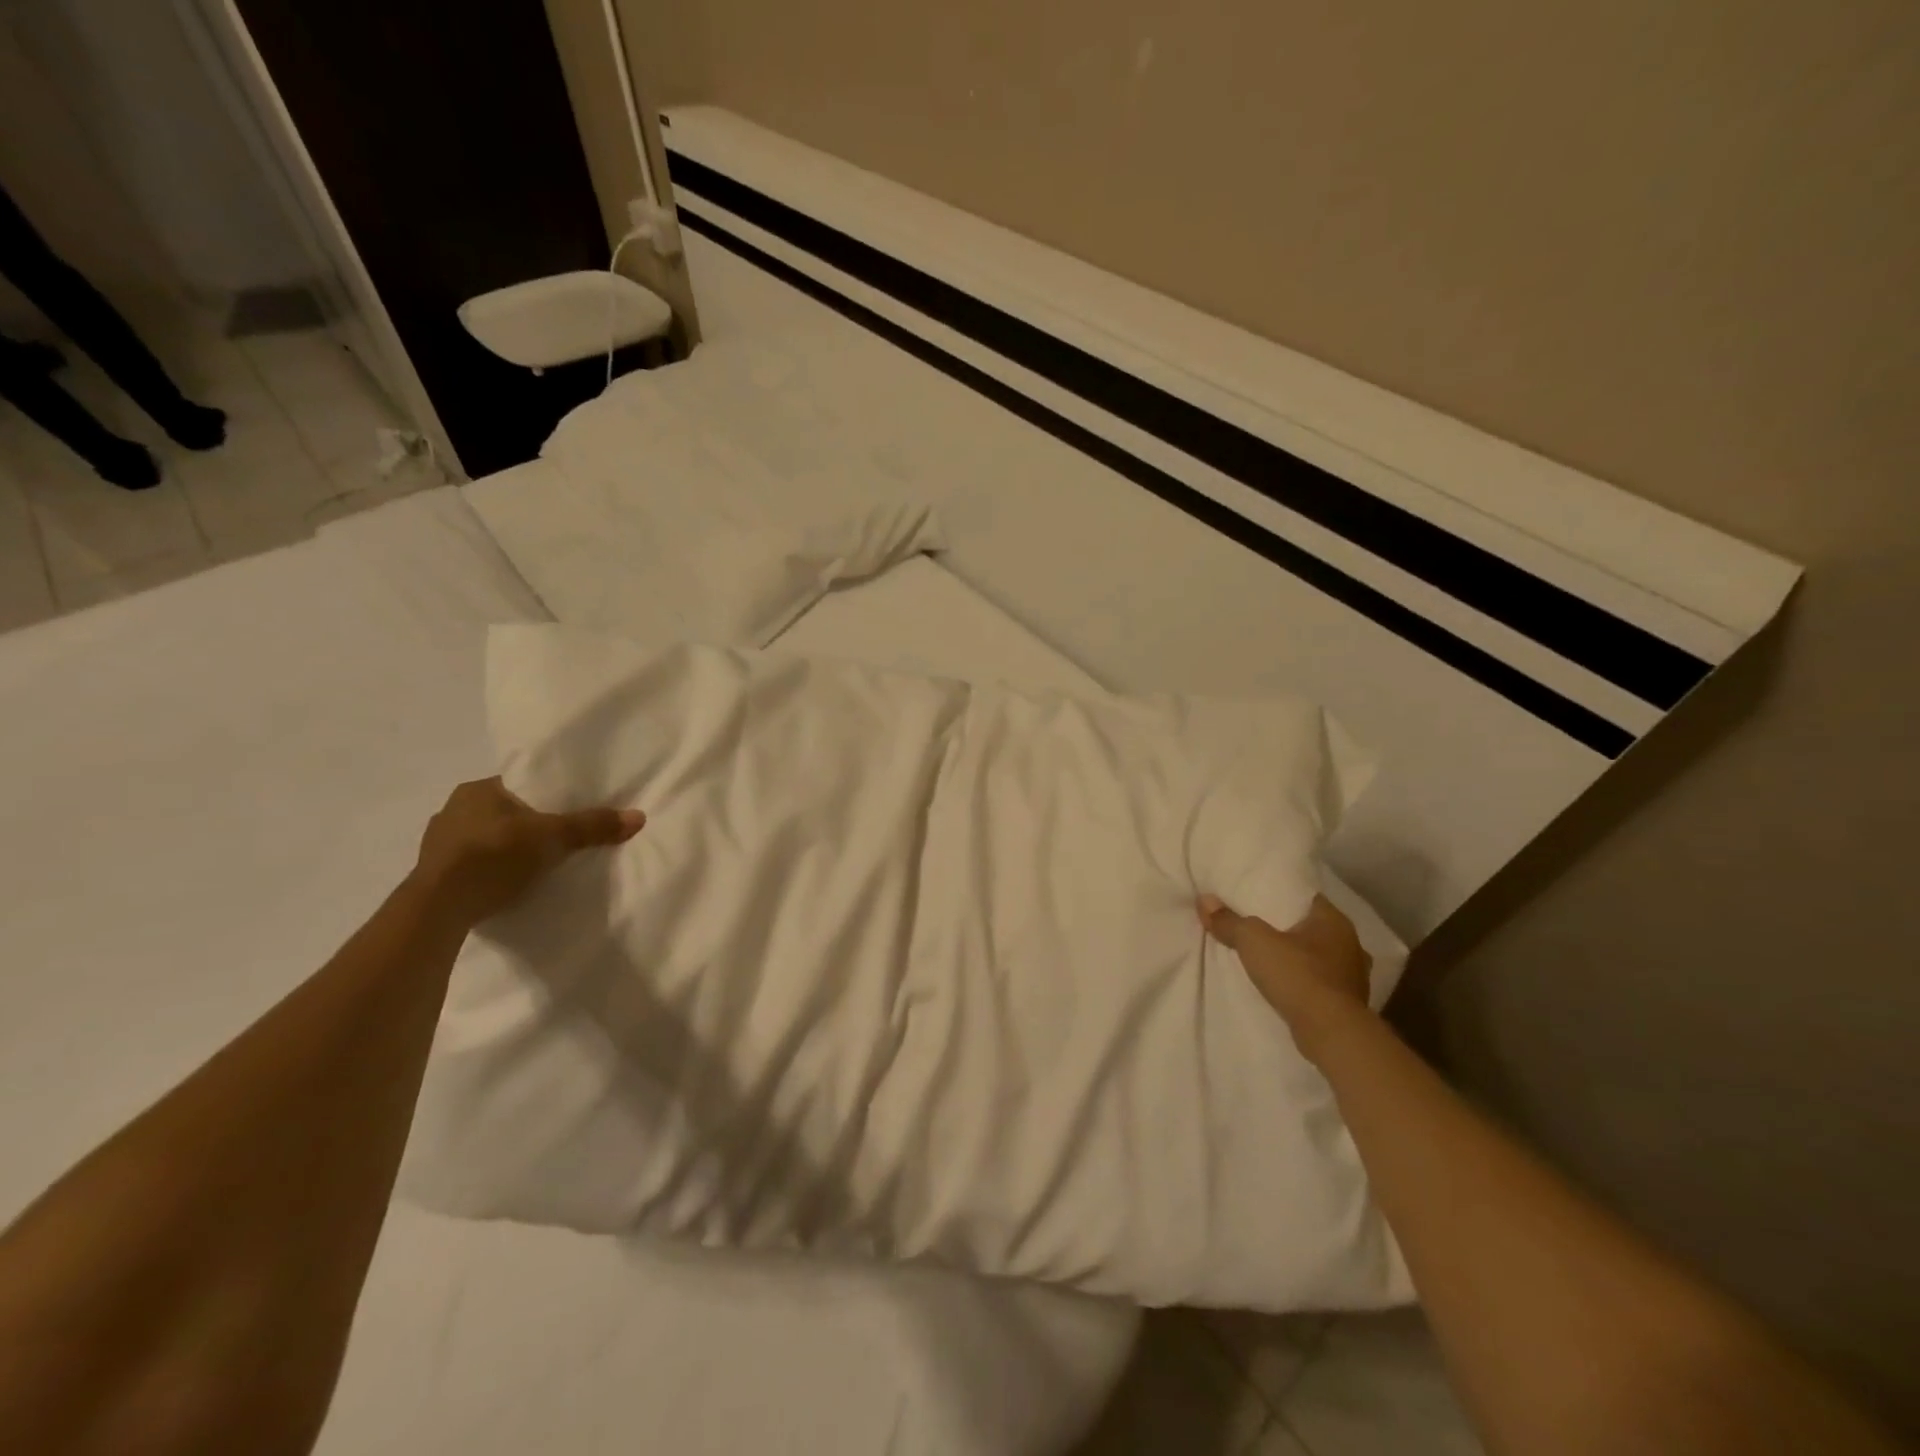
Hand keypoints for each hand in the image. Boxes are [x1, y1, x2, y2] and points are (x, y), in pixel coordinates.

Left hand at [413, 777, 645, 925]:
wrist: (438, 908)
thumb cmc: (494, 856)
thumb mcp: (553, 838)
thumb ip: (592, 826)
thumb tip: (639, 817)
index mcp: (476, 789)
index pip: (519, 784)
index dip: (545, 796)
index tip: (566, 810)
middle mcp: (452, 809)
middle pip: (504, 811)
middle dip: (527, 824)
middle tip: (556, 838)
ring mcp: (437, 843)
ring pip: (485, 838)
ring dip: (506, 848)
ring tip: (534, 863)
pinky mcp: (433, 874)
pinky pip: (471, 864)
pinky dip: (490, 870)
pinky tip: (507, 882)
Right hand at [1199, 893, 1372, 1057]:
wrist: (1332, 1034)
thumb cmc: (1298, 976)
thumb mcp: (1253, 941)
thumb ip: (1229, 921)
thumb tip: (1204, 900)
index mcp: (1334, 920)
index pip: (1305, 897)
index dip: (1280, 895)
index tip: (1257, 898)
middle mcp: (1351, 944)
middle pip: (1311, 927)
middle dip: (1287, 929)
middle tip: (1256, 927)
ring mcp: (1353, 976)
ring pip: (1318, 957)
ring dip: (1298, 958)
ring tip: (1268, 958)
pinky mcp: (1348, 1004)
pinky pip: (1321, 983)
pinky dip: (1304, 982)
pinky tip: (1285, 986)